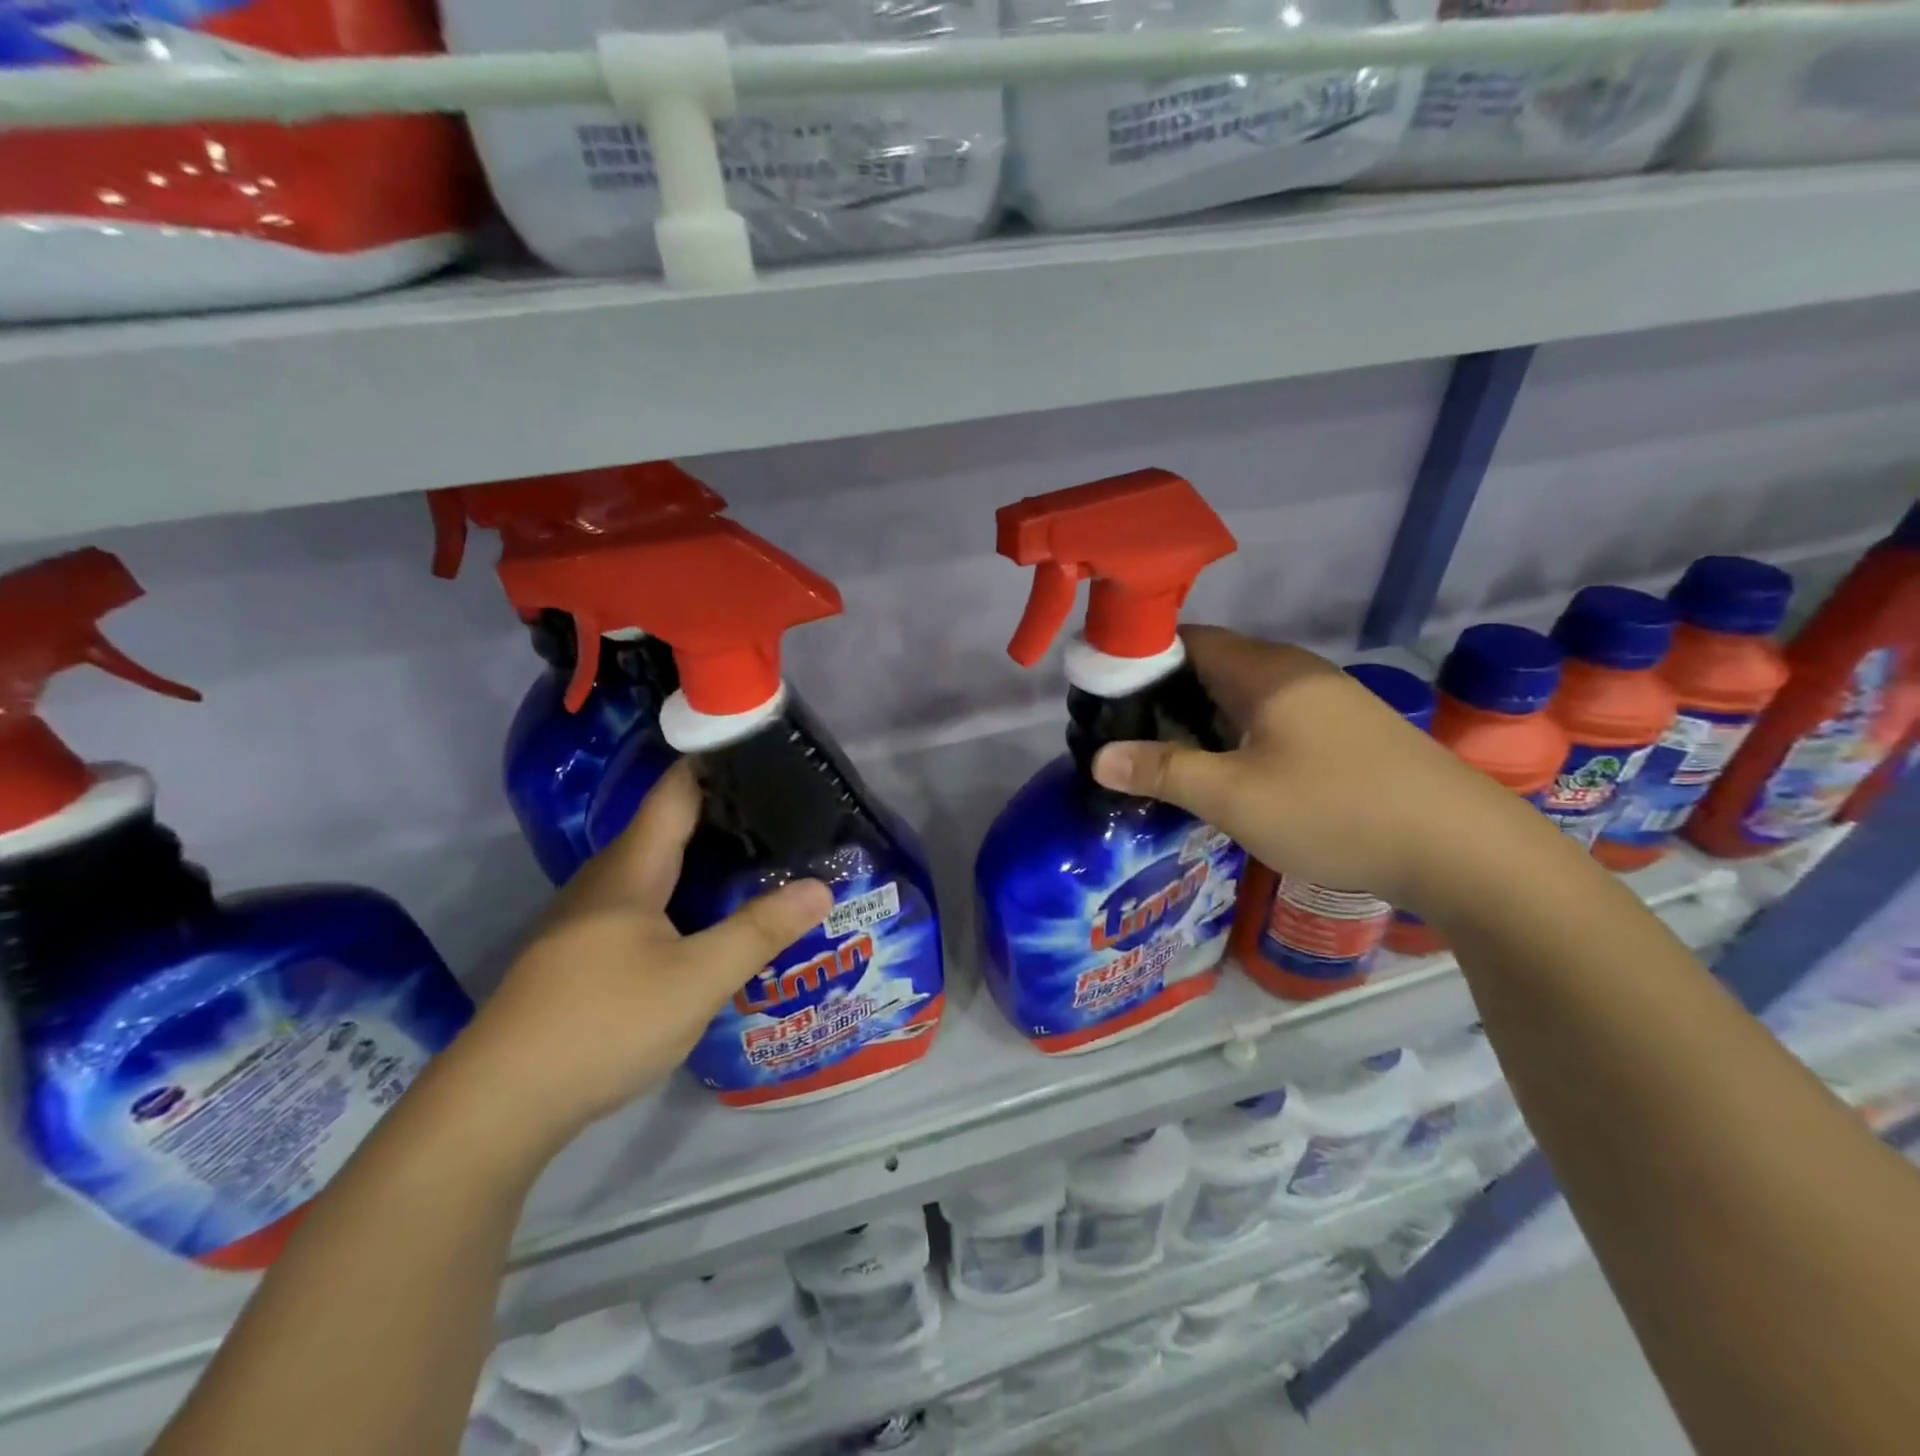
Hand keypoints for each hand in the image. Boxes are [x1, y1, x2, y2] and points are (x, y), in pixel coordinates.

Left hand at [453, 761, 831, 1148]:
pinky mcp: (583, 953)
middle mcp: (606, 881)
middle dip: (726, 815)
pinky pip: (646, 903)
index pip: (677, 790)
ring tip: (762, 862)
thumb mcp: (696, 980)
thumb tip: (821, 887)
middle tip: (787, 818)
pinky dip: (686, 894)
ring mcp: (588, 919)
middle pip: (669, 827)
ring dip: (705, 859)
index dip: (719, 765)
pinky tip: (712, 919)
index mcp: (631, 868)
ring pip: (656, 869)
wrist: (499, 1105)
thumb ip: (760, 931)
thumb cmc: (602, 1024)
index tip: (771, 757)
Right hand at [1091, 626, 1548, 916]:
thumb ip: (1164, 771)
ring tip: (1161, 757)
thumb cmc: (1336, 811)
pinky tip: (1225, 773)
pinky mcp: (1344, 731)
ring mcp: (1325, 700)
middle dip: (1163, 695)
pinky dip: (1235, 735)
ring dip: (1200, 719)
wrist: (1462, 849)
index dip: (1138, 659)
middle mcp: (1294, 672)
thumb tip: (1098, 757)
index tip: (1101, 694)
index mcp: (1265, 671)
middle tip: (1122, 735)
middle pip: (1211, 665)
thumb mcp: (1235, 797)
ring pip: (1241, 695)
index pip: (1186, 638)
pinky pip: (1269, 718)